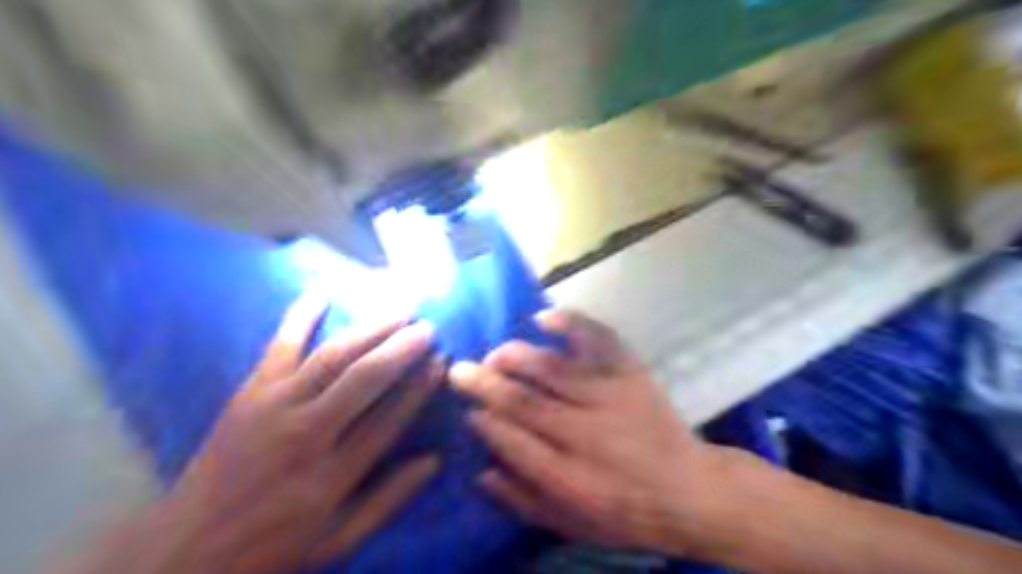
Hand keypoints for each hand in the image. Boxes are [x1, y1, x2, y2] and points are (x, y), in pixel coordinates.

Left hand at [77, 296, 446, 573]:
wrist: (183, 552)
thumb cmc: (271, 547)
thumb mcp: (338, 542)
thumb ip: (387, 500)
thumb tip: (433, 460)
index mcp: (332, 475)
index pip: (389, 419)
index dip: (419, 387)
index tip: (441, 362)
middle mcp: (306, 433)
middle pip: (364, 378)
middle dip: (401, 348)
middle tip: (427, 326)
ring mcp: (273, 407)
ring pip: (331, 357)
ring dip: (370, 328)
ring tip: (399, 308)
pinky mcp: (248, 394)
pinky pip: (277, 347)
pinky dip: (299, 317)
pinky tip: (321, 291)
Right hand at [449, 309, 726, 555]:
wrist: (693, 490)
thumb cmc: (629, 512)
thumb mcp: (575, 525)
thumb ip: (525, 500)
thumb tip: (481, 472)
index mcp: (570, 477)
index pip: (513, 441)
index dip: (485, 423)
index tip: (469, 410)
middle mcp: (587, 433)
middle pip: (526, 401)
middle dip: (486, 384)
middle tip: (459, 370)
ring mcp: (612, 396)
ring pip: (554, 369)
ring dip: (517, 357)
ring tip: (495, 353)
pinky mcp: (632, 373)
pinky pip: (600, 340)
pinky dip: (572, 324)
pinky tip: (545, 318)